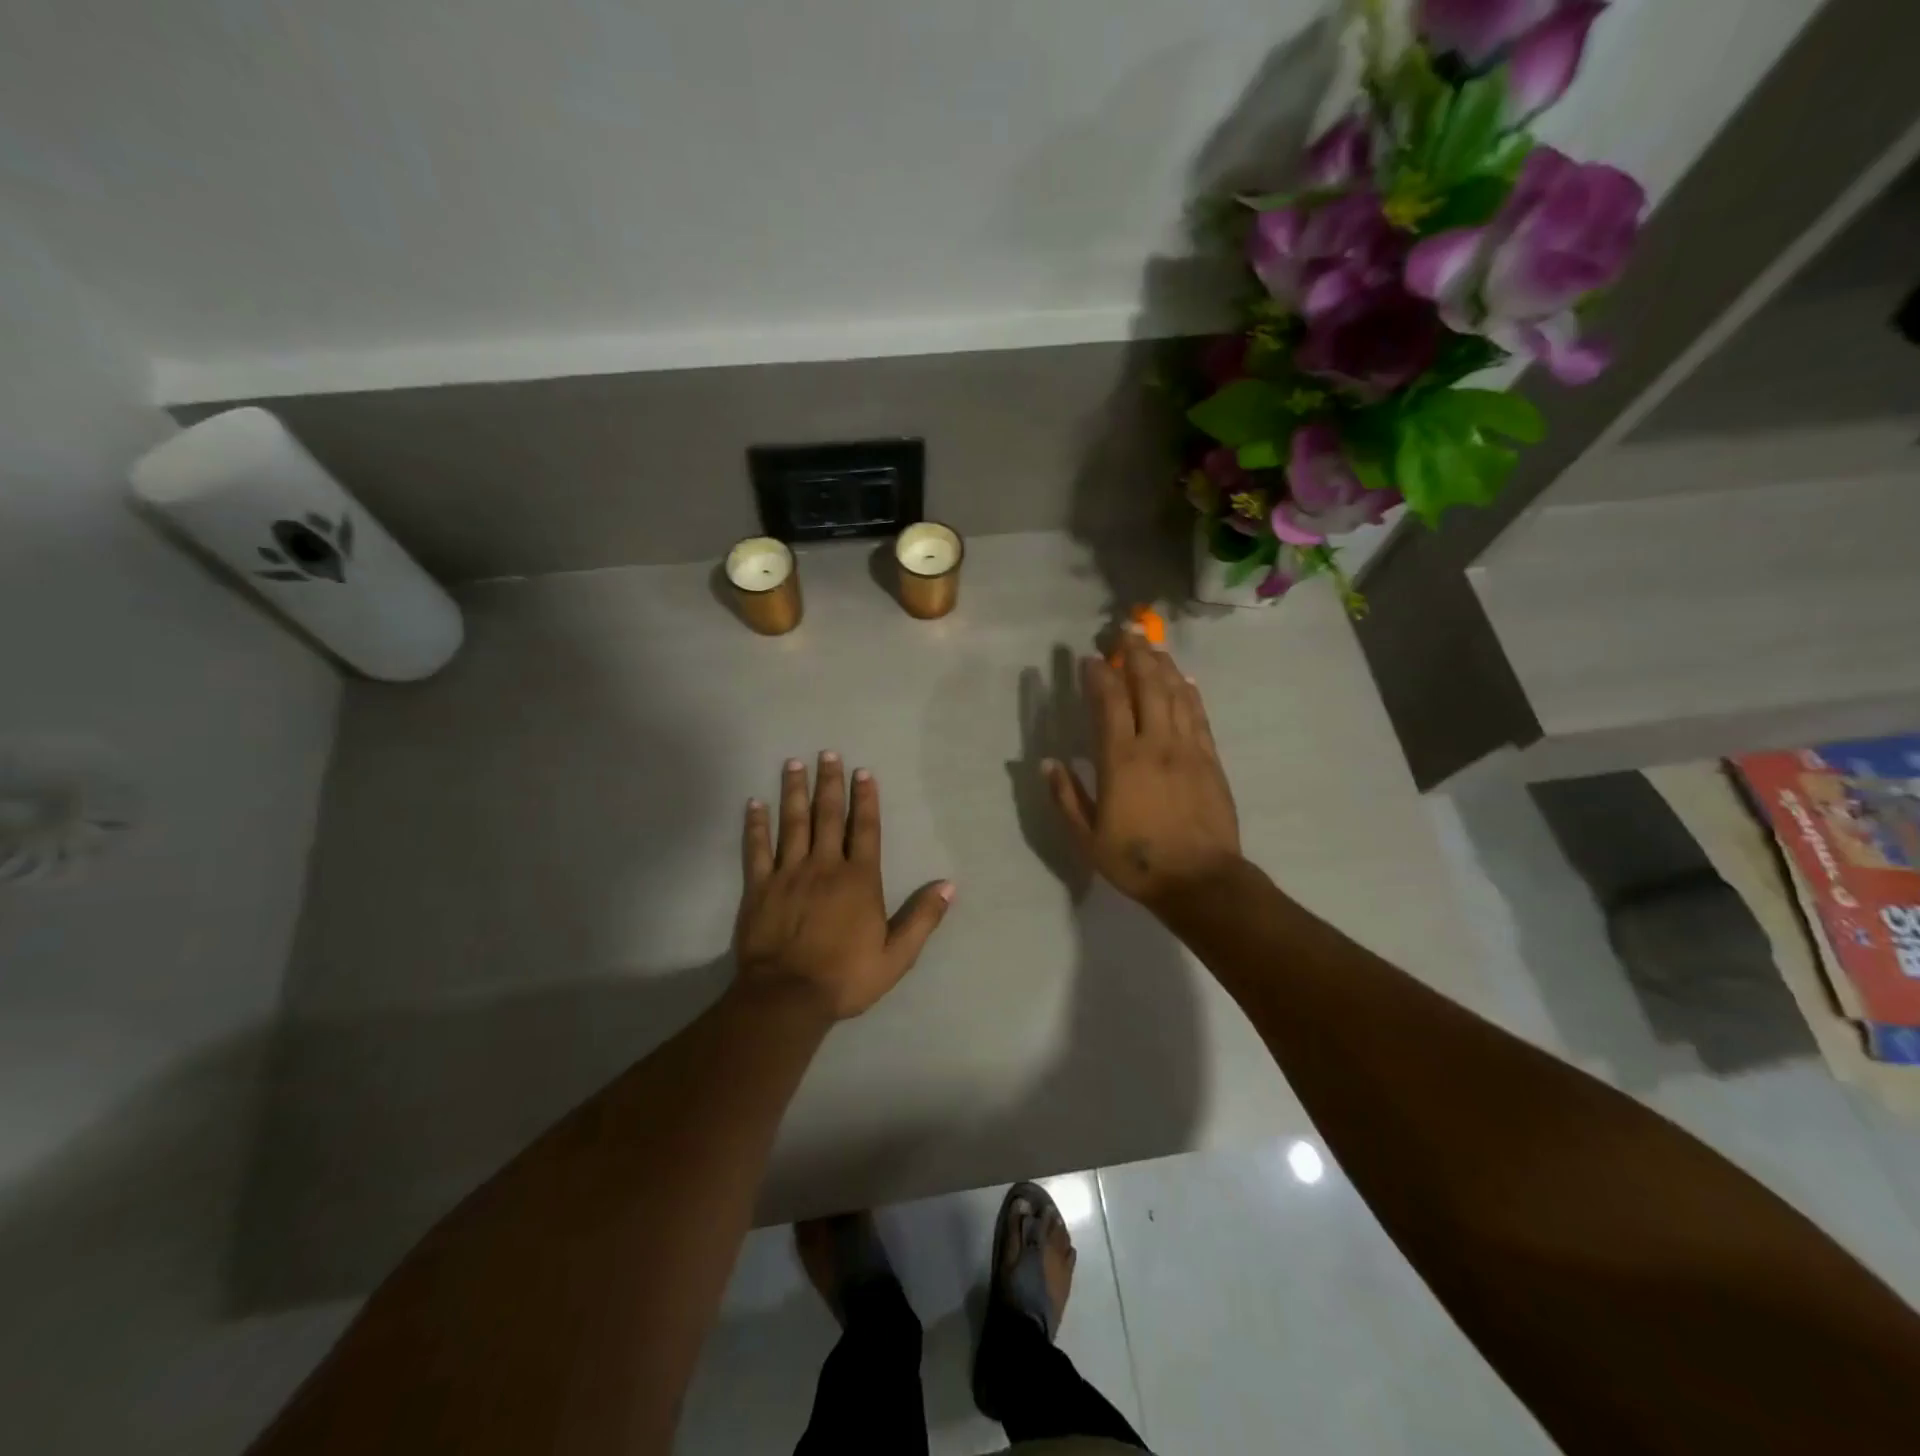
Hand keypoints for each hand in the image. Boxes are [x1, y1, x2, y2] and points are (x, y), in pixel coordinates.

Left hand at [734, 753, 953, 1019]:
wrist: (787, 998)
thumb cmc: (845, 977)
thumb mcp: (896, 956)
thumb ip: (922, 918)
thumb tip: (948, 885)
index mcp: (859, 879)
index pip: (865, 829)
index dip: (865, 799)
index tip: (863, 772)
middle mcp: (825, 866)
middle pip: (828, 816)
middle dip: (829, 783)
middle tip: (827, 753)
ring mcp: (788, 873)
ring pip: (793, 823)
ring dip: (794, 791)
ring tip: (794, 763)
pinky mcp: (759, 887)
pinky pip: (757, 848)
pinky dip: (756, 824)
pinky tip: (754, 803)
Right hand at [1045, 634, 1241, 912]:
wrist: (1201, 881)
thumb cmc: (1137, 861)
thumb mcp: (1087, 837)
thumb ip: (1066, 797)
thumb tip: (1048, 763)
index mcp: (1121, 760)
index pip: (1109, 702)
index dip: (1099, 674)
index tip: (1090, 658)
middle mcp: (1156, 743)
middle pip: (1148, 685)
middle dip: (1135, 654)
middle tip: (1126, 630)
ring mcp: (1188, 749)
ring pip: (1177, 693)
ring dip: (1163, 665)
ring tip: (1152, 645)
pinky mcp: (1211, 759)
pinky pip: (1199, 715)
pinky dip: (1190, 692)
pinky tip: (1185, 679)